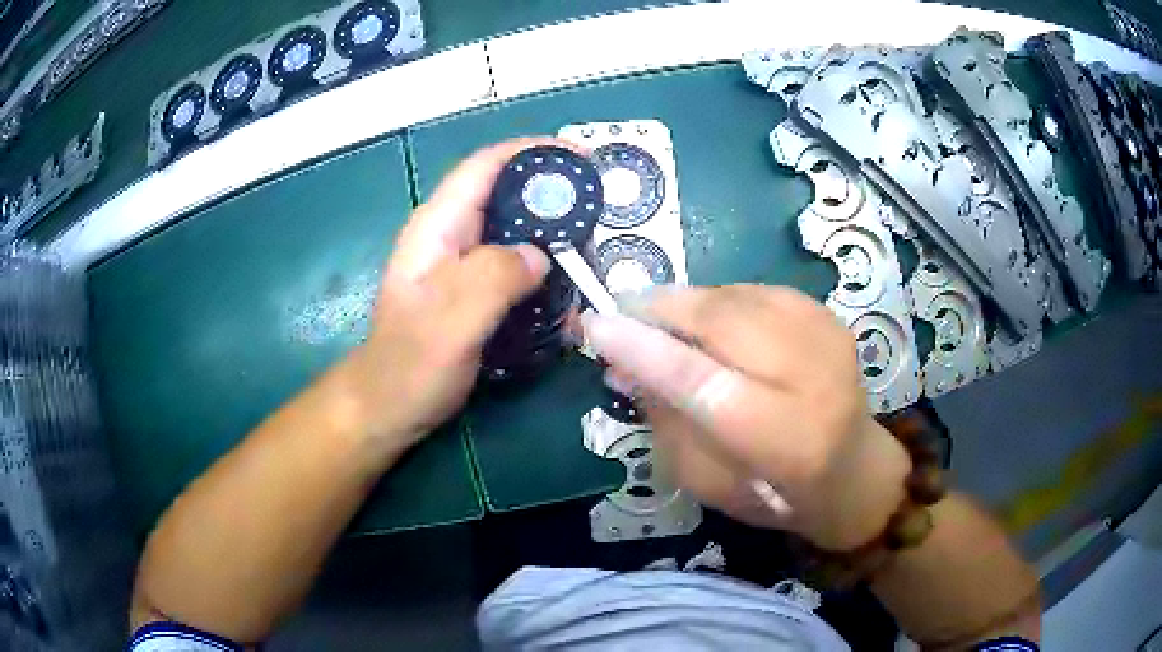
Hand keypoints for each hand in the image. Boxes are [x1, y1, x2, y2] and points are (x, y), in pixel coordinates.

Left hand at [337, 139, 568, 452]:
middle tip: (600, 213)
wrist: (389, 410)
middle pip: (507, 195)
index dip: (533, 152)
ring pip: (517, 233)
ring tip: (591, 258)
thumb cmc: (409, 367)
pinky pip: (517, 270)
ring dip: (554, 241)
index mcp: (438, 227)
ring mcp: (463, 266)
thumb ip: (493, 278)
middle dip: (553, 197)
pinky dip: (545, 276)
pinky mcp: (475, 294)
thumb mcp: (450, 321)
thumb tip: (541, 255)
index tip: (582, 159)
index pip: (486, 166)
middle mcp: (451, 237)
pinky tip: (567, 299)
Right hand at [583, 285, 911, 550]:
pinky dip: (716, 299)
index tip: (593, 326)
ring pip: (734, 296)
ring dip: (683, 302)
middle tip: (618, 314)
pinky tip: (704, 321)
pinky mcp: (826, 314)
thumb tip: (624, 363)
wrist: (853, 467)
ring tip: (656, 319)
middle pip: (721, 321)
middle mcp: (813, 379)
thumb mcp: (708, 483)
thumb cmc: (775, 493)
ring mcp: (826, 336)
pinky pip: (752, 291)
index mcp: (785, 442)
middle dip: (659, 310)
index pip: (703, 383)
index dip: (643, 349)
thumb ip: (666, 422)